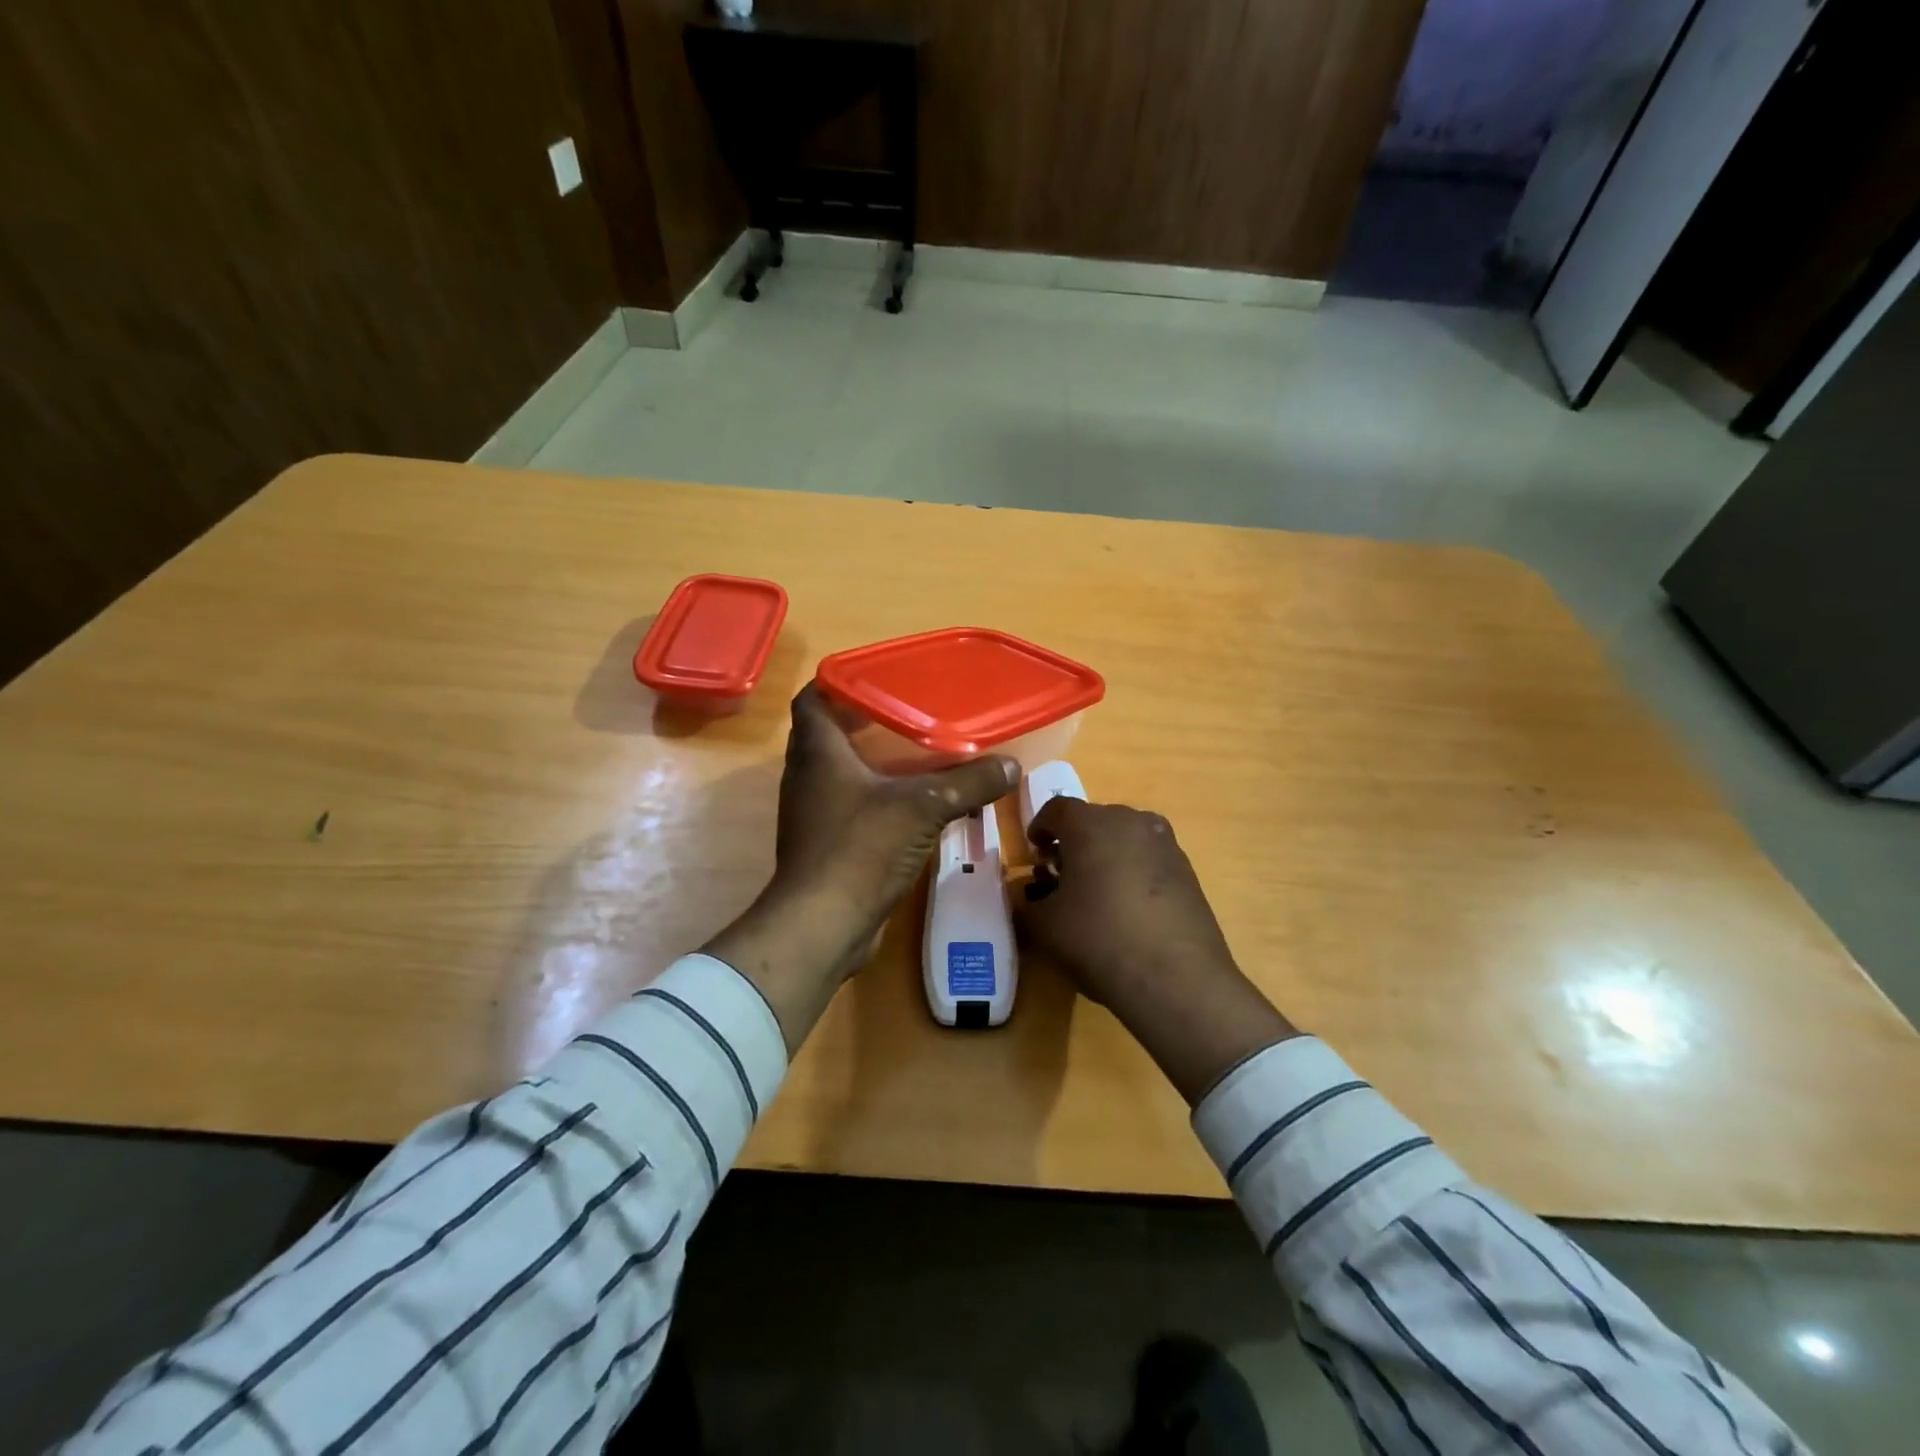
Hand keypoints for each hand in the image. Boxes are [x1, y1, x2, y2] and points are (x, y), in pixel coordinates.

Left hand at [704, 684, 1019, 1051]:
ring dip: (871, 762)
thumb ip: (969, 782)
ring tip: (915, 755)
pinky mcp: (824, 845)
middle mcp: (807, 777)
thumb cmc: (862, 848)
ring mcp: (811, 814)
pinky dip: (875, 798)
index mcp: (818, 752)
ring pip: (840, 773)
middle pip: (828, 734)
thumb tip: (1011, 765)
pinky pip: (849, 807)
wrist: (823, 924)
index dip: (839, 683)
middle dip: (864, 721)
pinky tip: (911, 805)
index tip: (876, 679)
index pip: (813, 699)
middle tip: (907, 714)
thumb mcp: (924, 806)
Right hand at [1016, 799, 1297, 1102]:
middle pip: (1093, 820)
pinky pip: (1149, 858)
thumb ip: (1027, 903)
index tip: (1034, 853)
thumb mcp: (1044, 926)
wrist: (1176, 978)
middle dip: (1073, 843)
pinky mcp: (1188, 870)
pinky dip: (1133, 872)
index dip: (1039, 828)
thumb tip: (1029, 897)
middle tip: (1061, 875)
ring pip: (1124, 838)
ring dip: (1106, 855)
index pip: (1056, 809)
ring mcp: (1165, 843)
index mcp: (1090, 824)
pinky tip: (1128, 909)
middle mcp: (1130, 820)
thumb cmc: (1098, 939)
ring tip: (1096, 893)